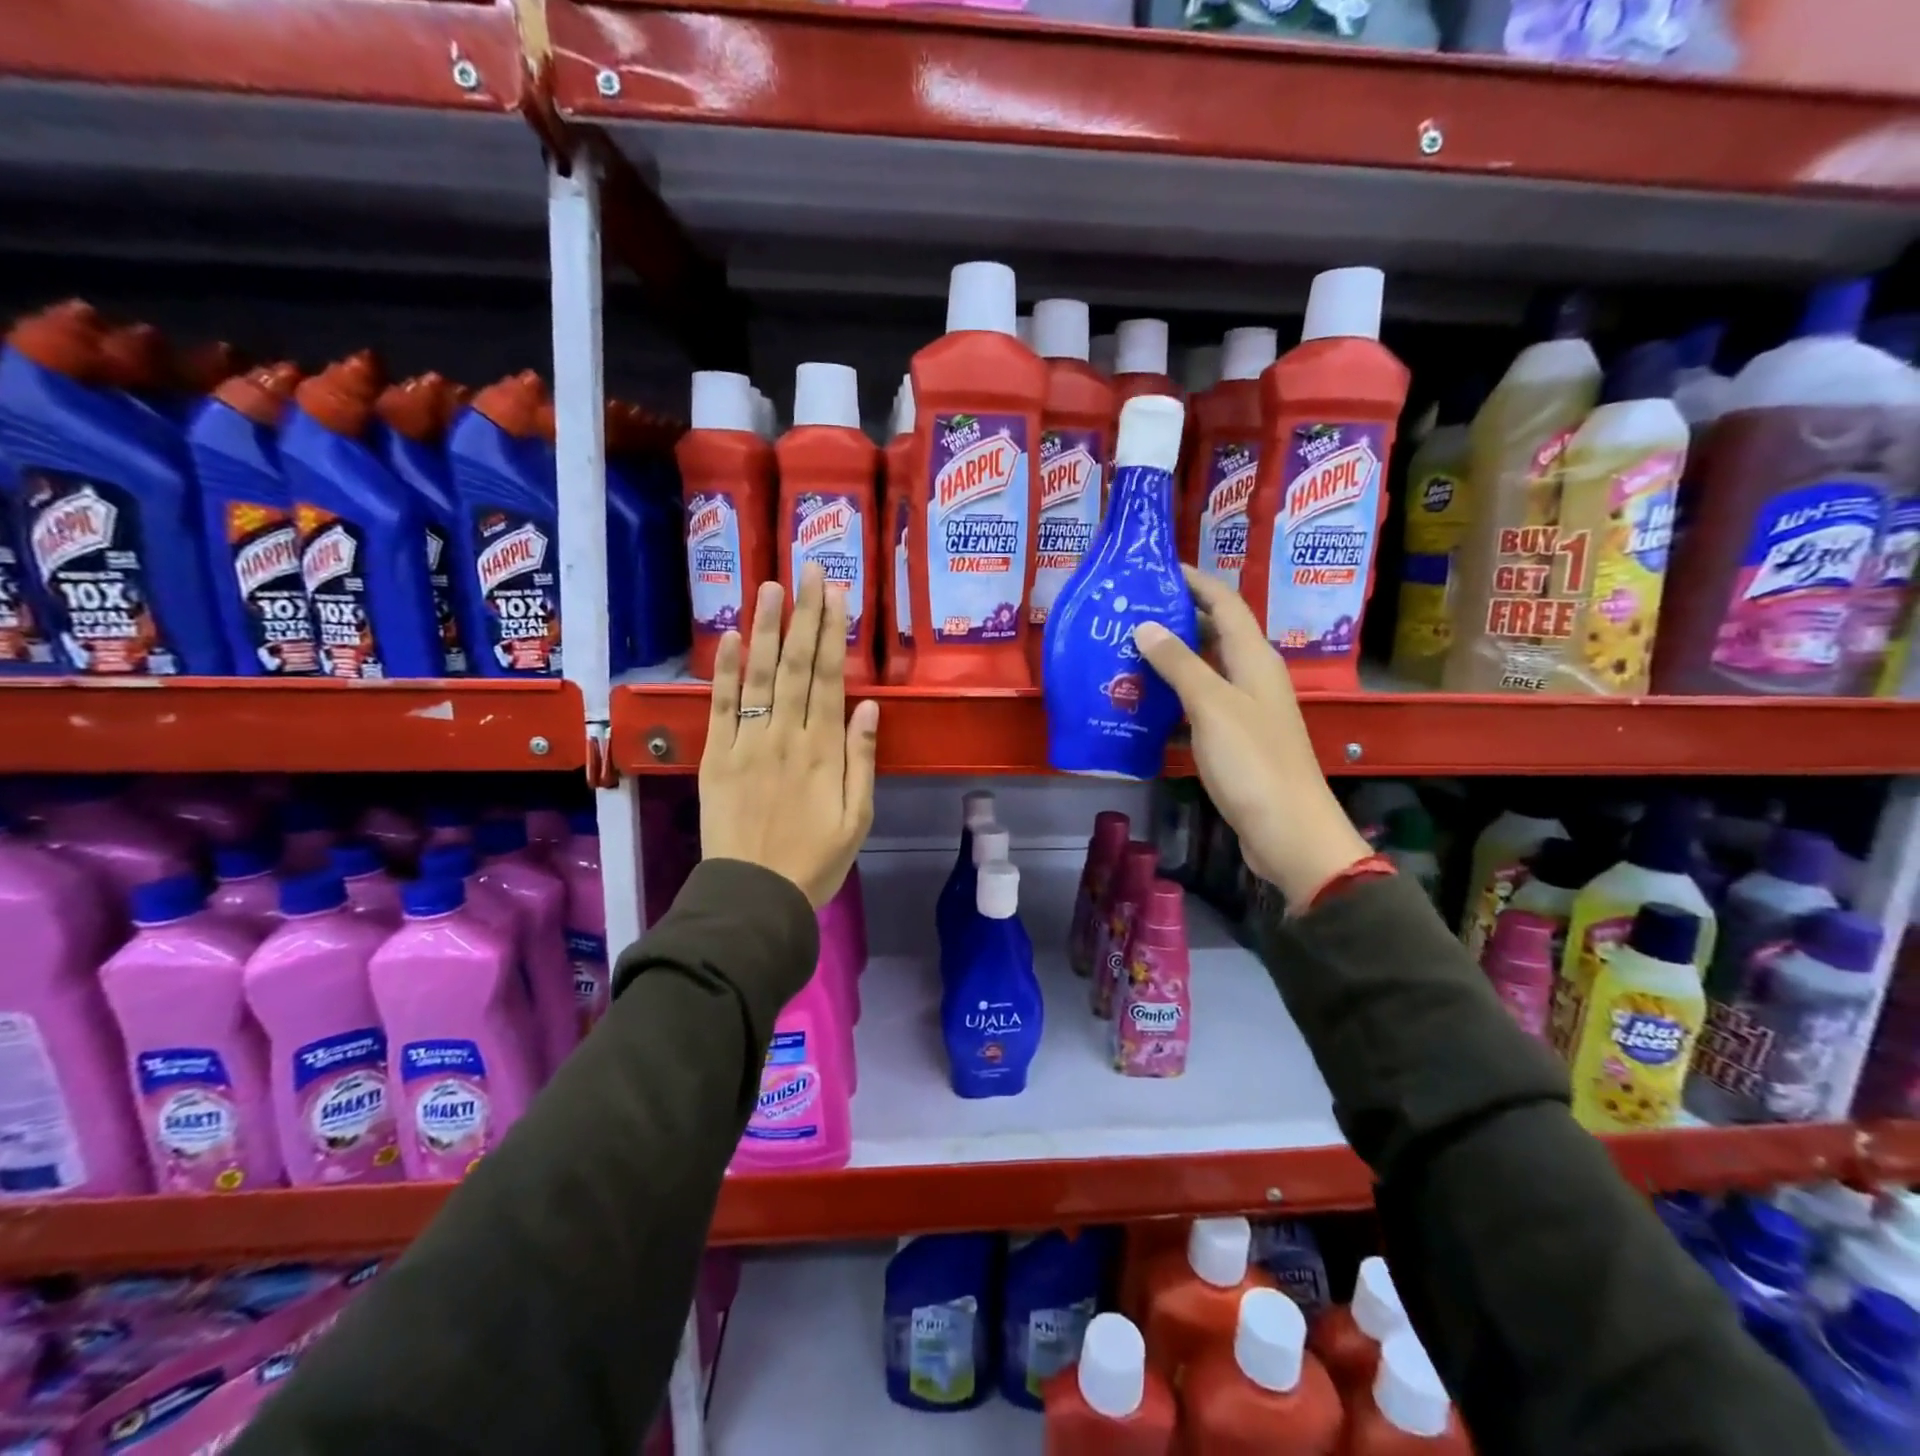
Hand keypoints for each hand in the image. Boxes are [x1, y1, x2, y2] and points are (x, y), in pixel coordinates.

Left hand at [700, 564, 879, 906]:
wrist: (756, 896)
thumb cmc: (816, 861)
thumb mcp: (858, 817)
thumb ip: (863, 759)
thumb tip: (870, 707)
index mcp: (824, 751)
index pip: (829, 679)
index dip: (832, 633)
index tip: (835, 594)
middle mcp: (786, 737)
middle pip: (797, 667)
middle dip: (804, 615)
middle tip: (808, 570)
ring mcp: (747, 744)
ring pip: (760, 677)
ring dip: (767, 629)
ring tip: (771, 586)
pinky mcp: (716, 757)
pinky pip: (721, 708)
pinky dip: (725, 673)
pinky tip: (731, 639)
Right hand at [1135, 568, 1370, 905]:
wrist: (1287, 831)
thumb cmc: (1252, 761)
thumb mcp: (1211, 705)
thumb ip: (1179, 664)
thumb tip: (1146, 625)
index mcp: (1255, 658)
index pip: (1226, 603)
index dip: (1196, 582)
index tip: (1158, 569)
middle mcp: (1254, 677)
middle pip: (1215, 635)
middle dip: (1176, 619)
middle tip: (1129, 613)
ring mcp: (1246, 710)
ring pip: (1205, 672)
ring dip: (1171, 661)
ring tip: (1126, 653)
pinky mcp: (1236, 740)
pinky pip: (1200, 705)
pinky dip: (1174, 699)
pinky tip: (1144, 705)